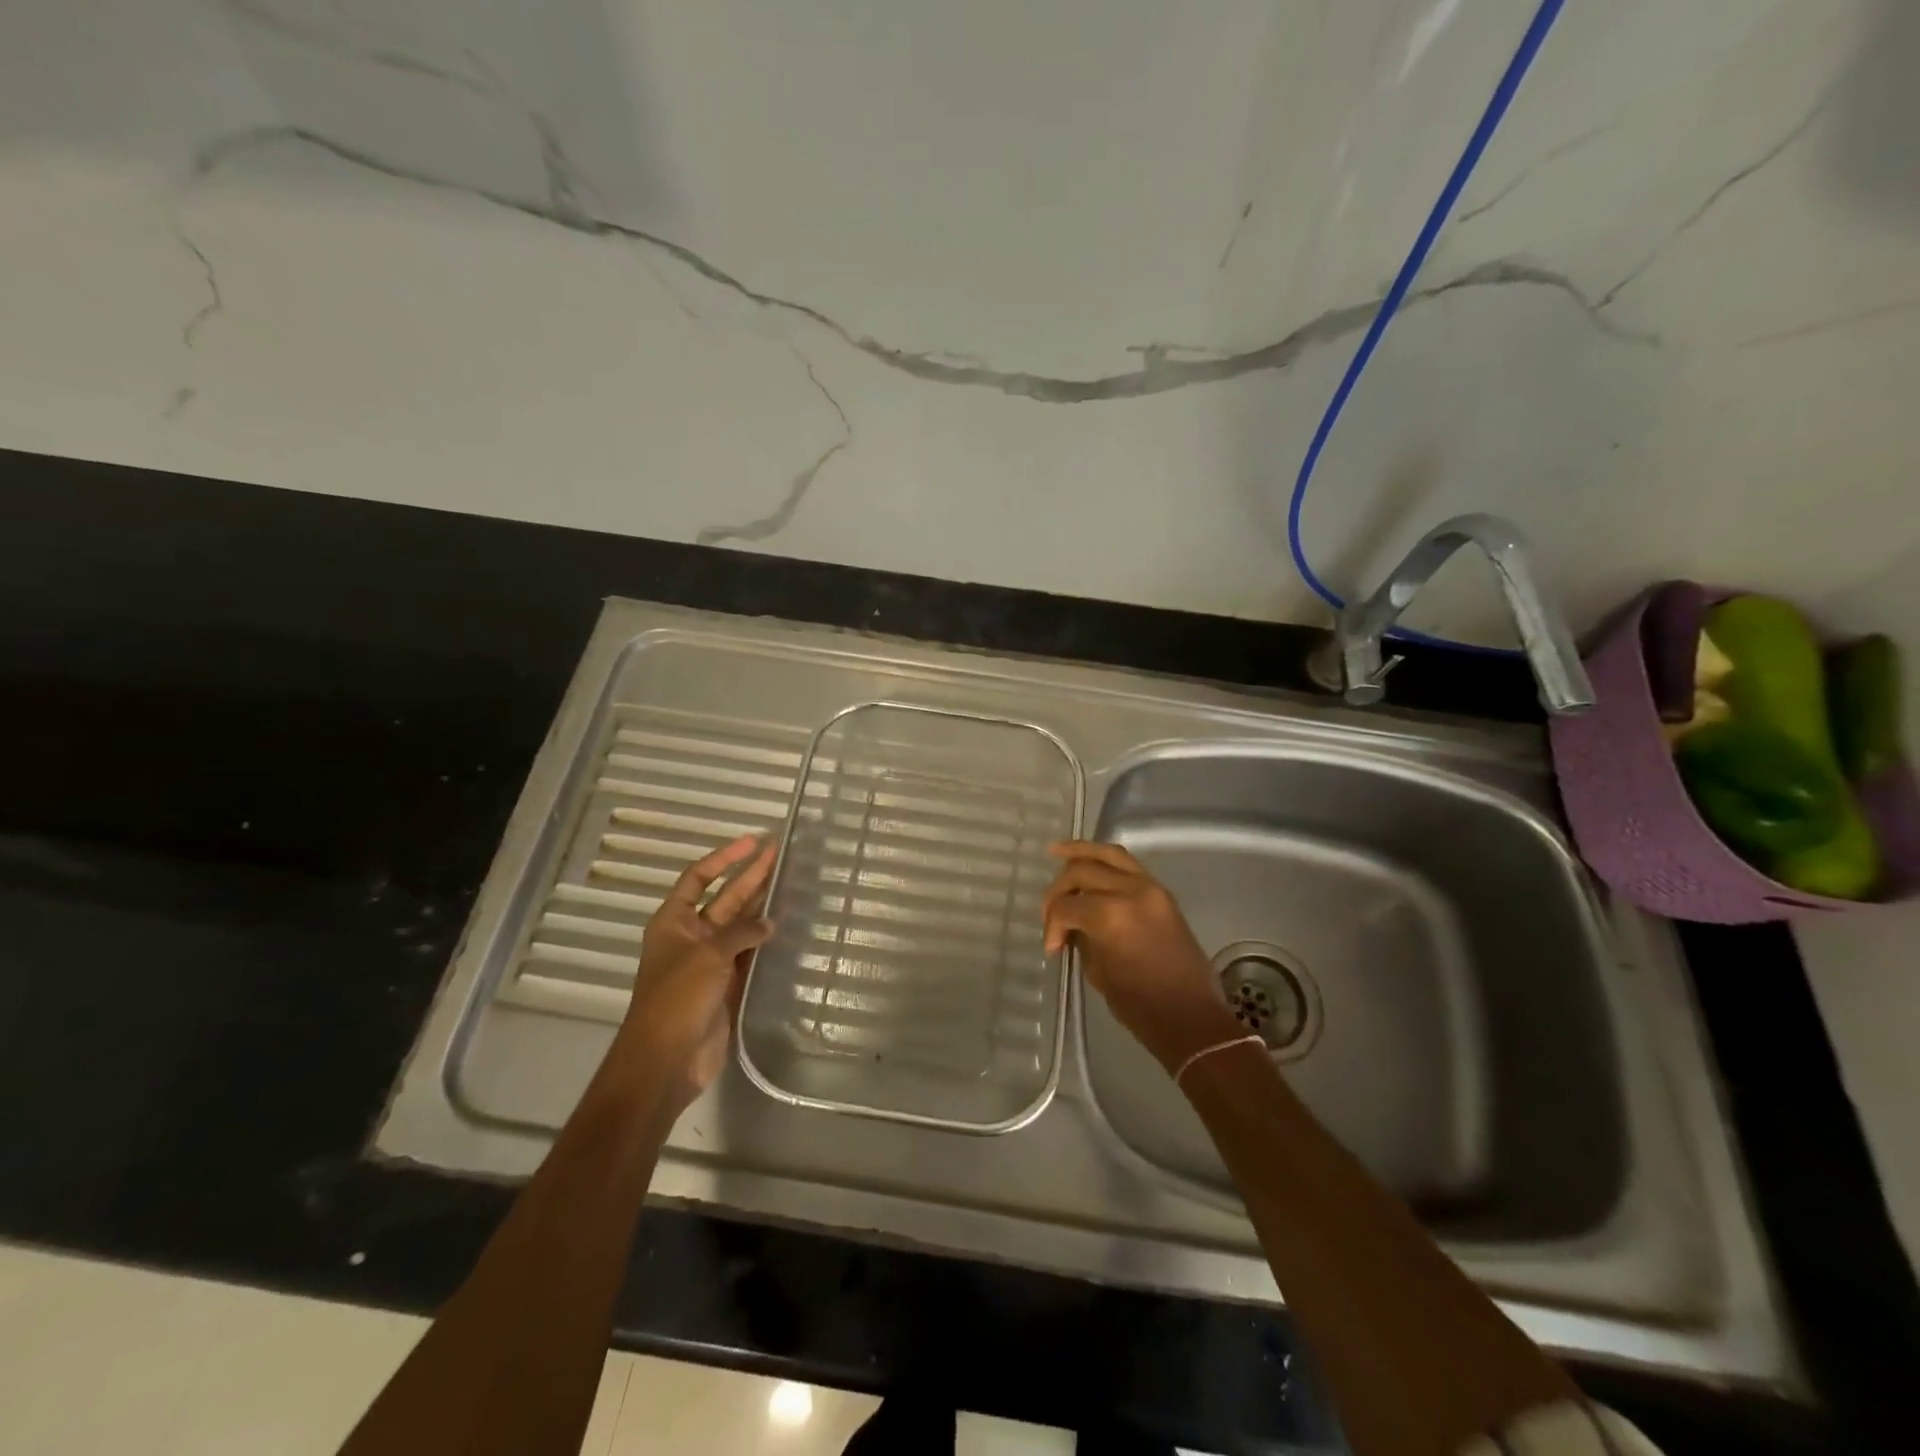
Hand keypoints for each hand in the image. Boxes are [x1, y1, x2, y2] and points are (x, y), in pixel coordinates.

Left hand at [620, 834, 776, 1110]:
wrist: (666, 1061)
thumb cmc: (677, 999)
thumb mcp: (708, 956)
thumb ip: (741, 933)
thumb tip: (768, 923)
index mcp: (673, 921)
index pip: (698, 877)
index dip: (723, 858)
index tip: (752, 842)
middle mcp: (691, 935)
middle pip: (724, 897)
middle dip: (750, 876)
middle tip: (779, 854)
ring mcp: (710, 961)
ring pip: (740, 924)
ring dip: (760, 904)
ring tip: (789, 882)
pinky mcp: (726, 984)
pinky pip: (749, 953)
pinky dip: (765, 939)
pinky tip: (786, 926)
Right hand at [1042, 841, 1241, 1073]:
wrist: (1191, 1017)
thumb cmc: (1141, 1006)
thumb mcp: (1098, 973)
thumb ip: (1081, 939)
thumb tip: (1072, 926)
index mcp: (1111, 915)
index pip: (1067, 905)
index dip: (1052, 924)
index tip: (1052, 947)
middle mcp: (1131, 891)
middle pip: (1082, 871)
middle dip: (1059, 889)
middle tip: (1051, 912)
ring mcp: (1150, 887)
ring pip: (1109, 854)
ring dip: (1081, 852)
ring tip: (1058, 850)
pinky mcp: (1162, 893)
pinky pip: (1128, 865)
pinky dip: (1105, 860)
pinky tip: (1088, 862)